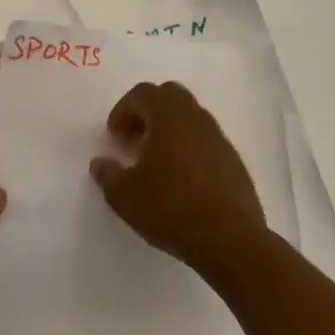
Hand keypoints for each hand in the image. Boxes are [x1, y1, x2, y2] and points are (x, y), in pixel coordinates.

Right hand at [91, 81, 264, 277]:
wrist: (231, 241)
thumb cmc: (172, 208)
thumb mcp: (125, 196)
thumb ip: (108, 175)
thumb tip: (100, 163)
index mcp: (168, 116)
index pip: (142, 93)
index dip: (123, 109)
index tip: (114, 136)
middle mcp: (195, 118)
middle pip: (170, 96)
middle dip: (148, 111)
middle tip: (135, 137)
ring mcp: (219, 138)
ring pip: (190, 117)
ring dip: (170, 129)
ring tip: (157, 161)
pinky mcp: (234, 162)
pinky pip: (206, 141)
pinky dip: (190, 148)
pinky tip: (182, 180)